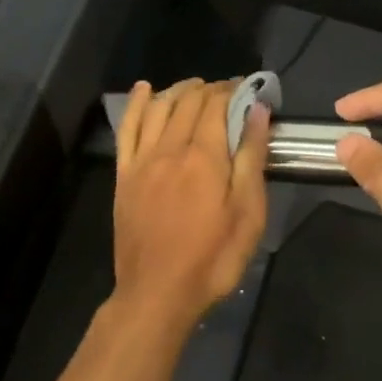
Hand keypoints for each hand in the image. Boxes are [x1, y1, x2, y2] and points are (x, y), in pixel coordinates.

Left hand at [110, 79, 270, 339]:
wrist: (157, 293)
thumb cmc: (213, 258)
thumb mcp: (248, 213)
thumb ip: (251, 158)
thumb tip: (257, 111)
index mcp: (204, 156)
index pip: (217, 105)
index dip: (233, 90)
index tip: (248, 88)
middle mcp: (170, 148)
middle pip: (188, 102)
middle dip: (209, 89)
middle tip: (227, 91)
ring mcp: (142, 160)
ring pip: (158, 108)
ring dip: (177, 90)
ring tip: (194, 87)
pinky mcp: (124, 175)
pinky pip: (127, 129)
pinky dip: (137, 104)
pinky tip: (145, 90)